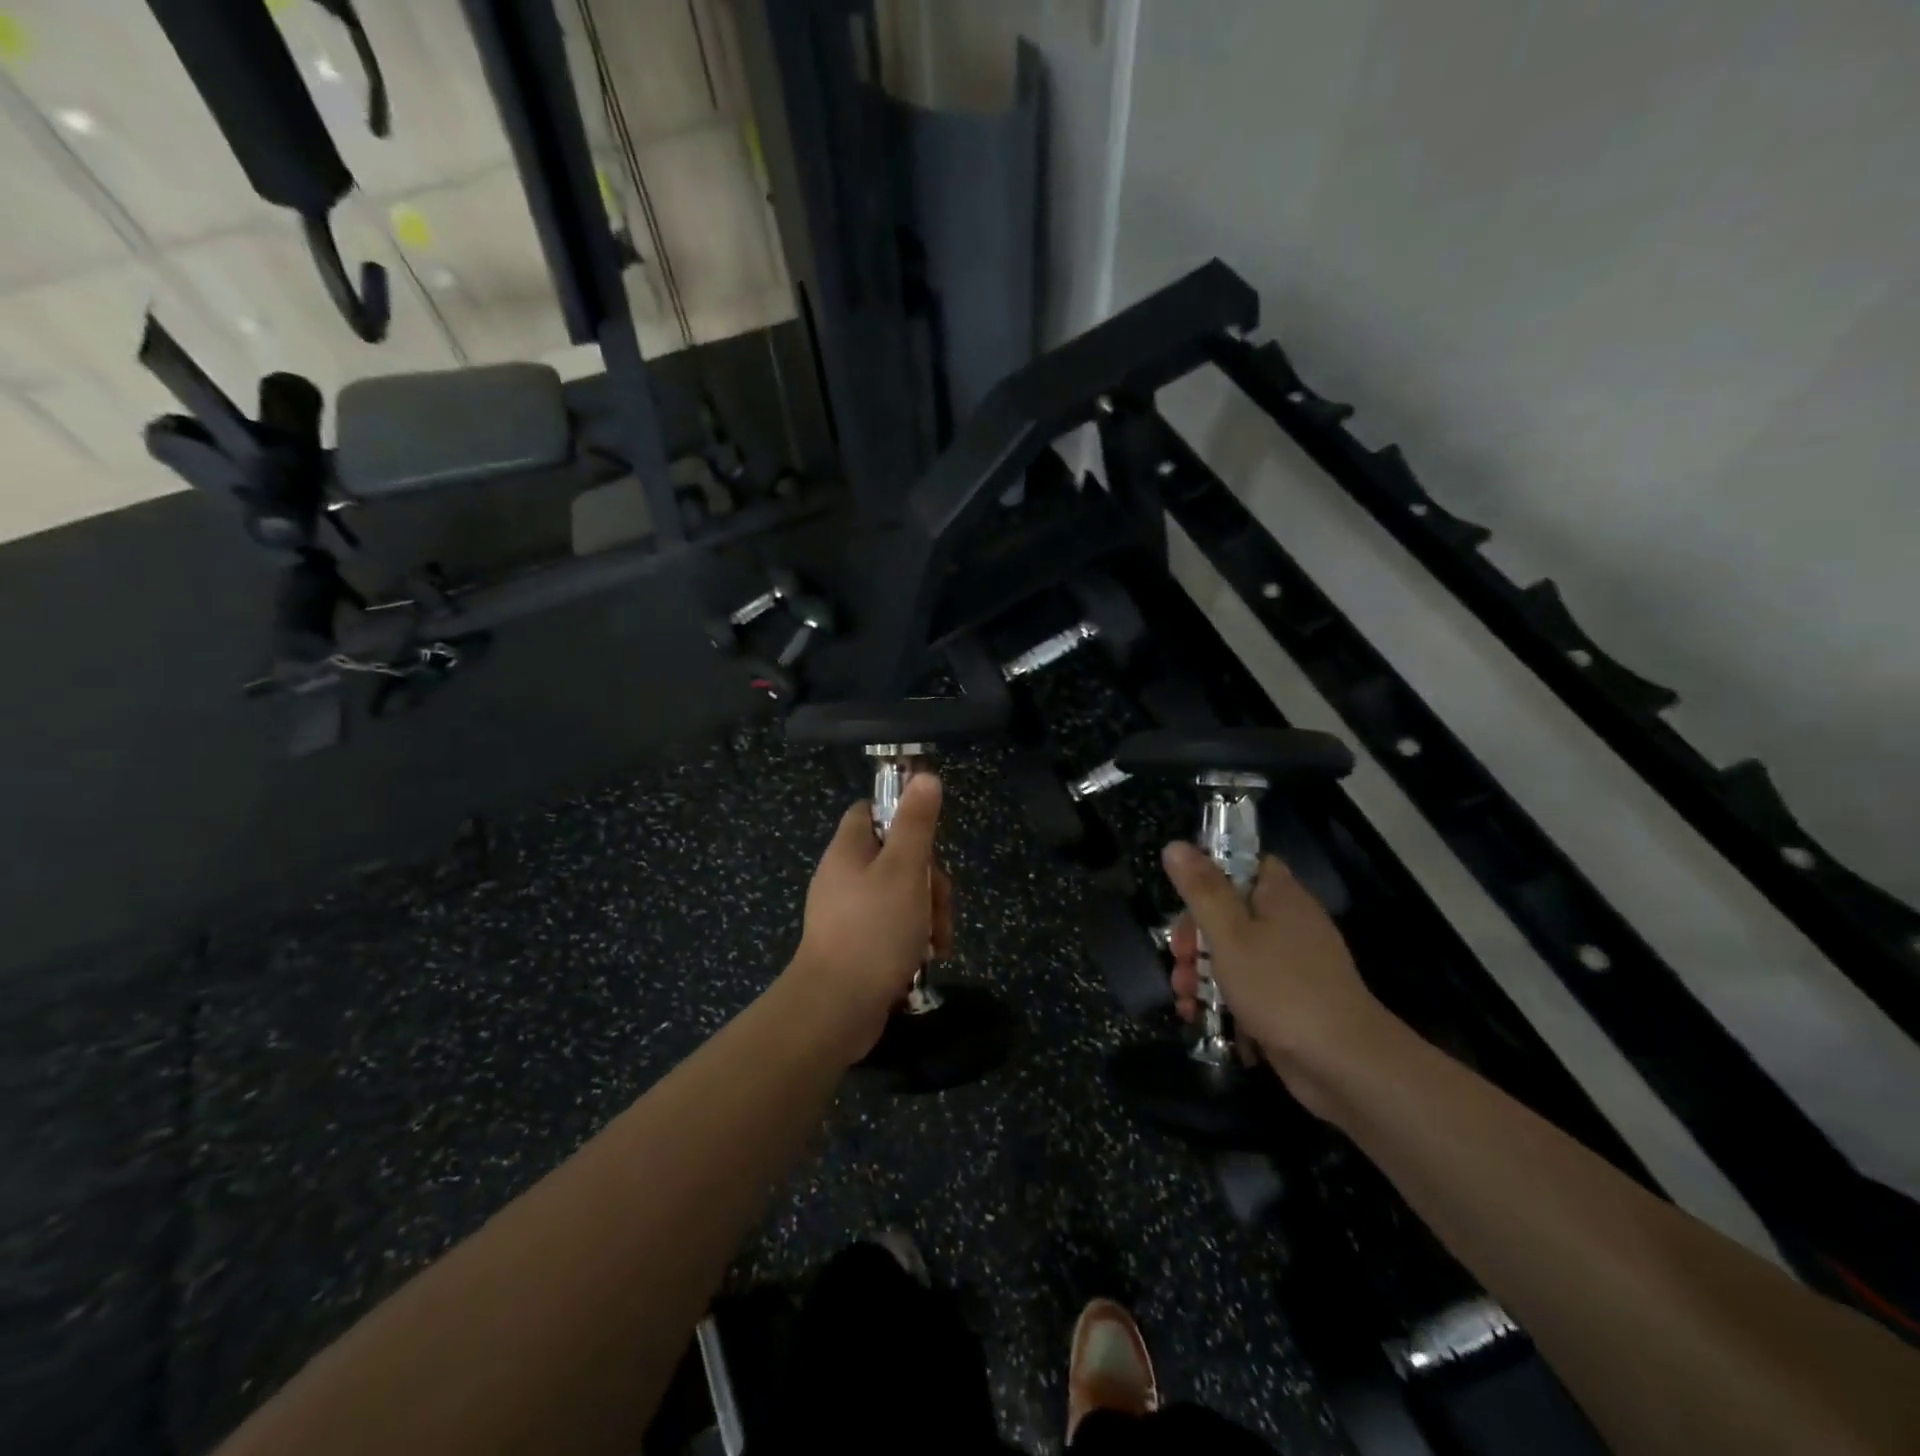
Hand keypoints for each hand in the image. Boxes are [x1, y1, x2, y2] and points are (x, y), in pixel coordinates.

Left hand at [790, 774, 952, 1058]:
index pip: (872, 811)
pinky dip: (913, 939)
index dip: (903, 817)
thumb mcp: (904, 870)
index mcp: (848, 850)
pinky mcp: (857, 945)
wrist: (836, 1009)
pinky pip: (892, 927)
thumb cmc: (874, 930)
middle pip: (896, 857)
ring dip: (928, 914)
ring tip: (937, 943)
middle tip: (938, 906)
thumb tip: (924, 776)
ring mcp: (849, 913)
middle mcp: (844, 876)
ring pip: (901, 895)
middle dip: (929, 881)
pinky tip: (926, 959)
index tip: (929, 840)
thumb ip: (916, 823)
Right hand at [1162, 841, 1394, 1114]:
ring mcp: (1291, 965)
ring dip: (1200, 972)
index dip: (1210, 874)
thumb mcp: (1230, 935)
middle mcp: (1288, 924)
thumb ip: (1201, 890)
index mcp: (1280, 896)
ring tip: (1182, 995)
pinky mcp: (1288, 1002)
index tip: (1183, 897)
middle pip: (1231, 913)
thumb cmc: (1281, 987)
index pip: (1245, 864)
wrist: (1343, 1064)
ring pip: (1234, 954)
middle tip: (1177, 957)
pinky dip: (1222, 999)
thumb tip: (1175, 845)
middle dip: (1194, 936)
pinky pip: (1247, 988)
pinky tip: (1198, 1017)